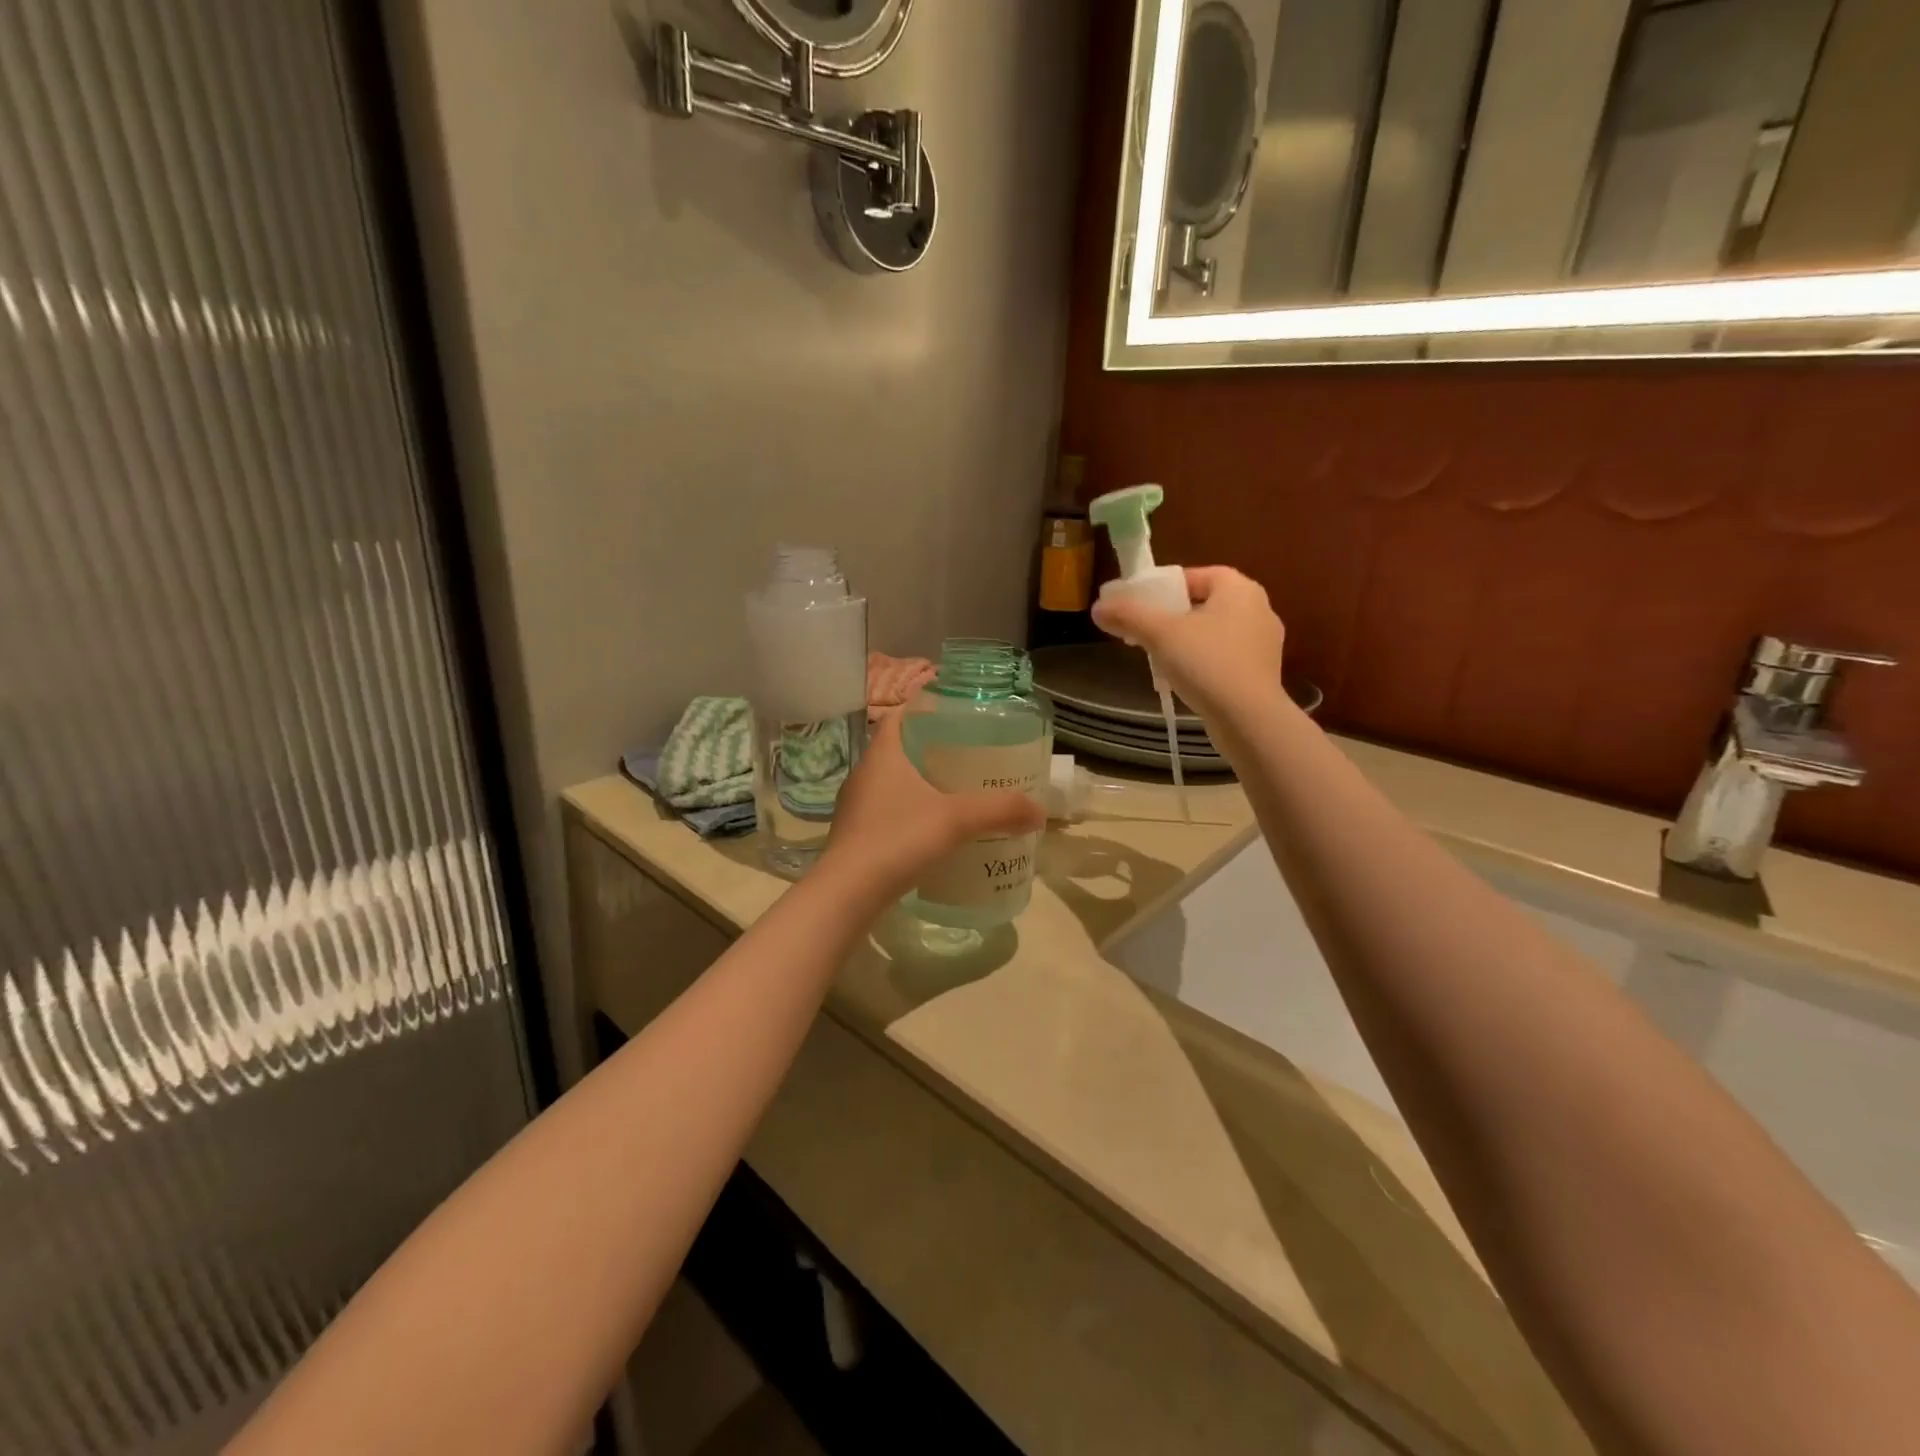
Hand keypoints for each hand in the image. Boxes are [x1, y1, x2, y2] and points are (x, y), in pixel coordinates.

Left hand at [820, 710, 1044, 905]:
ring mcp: (856, 807)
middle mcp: (864, 774)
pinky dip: (911, 812)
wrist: (847, 894)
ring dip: (921, 783)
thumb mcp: (956, 820)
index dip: (925, 709)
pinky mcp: (856, 836)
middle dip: (932, 749)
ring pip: (892, 783)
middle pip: (899, 748)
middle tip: (969, 754)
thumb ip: (999, 810)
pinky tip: (934, 830)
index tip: (956, 714)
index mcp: (882, 755)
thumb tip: (1039, 811)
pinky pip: (888, 812)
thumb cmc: (898, 839)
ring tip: (957, 792)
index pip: (900, 715)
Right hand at [1092, 566, 1286, 721]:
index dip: (1163, 587)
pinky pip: (1225, 656)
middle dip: (1171, 616)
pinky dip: (1202, 661)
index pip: (1195, 575)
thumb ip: (1128, 615)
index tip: (1139, 605)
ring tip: (1159, 657)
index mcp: (1239, 588)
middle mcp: (1258, 608)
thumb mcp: (1160, 634)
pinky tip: (1184, 679)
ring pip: (1213, 631)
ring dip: (1185, 640)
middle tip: (1143, 631)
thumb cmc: (1207, 663)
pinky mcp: (1262, 672)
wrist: (1248, 718)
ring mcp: (1264, 642)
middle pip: (1203, 603)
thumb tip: (1097, 607)